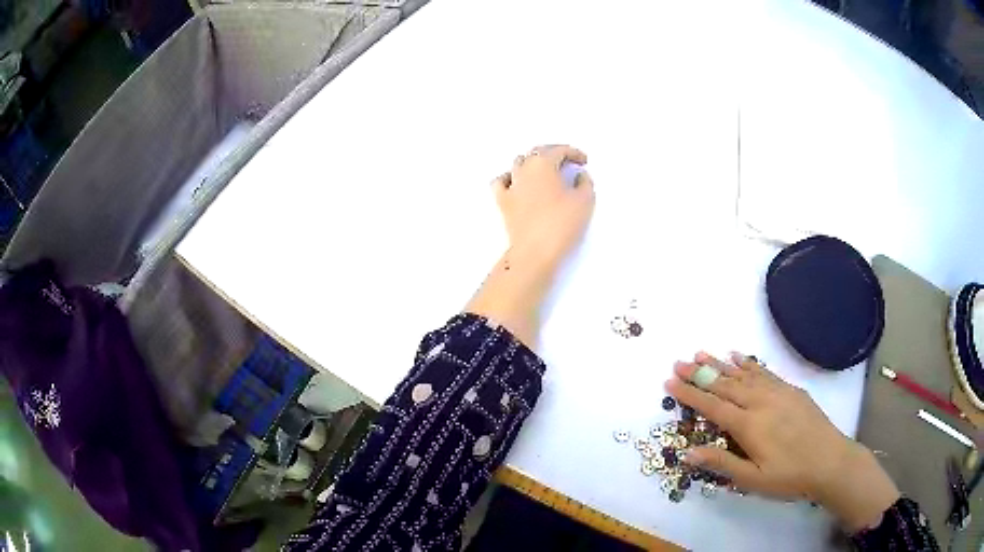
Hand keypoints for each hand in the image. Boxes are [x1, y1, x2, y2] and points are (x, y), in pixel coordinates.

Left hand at [493, 145, 594, 264]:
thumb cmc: (562, 223)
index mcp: (543, 163)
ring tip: (547, 173)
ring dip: (534, 163)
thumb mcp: (585, 201)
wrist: (535, 251)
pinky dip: (510, 177)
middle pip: (538, 152)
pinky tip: (518, 183)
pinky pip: (502, 181)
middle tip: (568, 163)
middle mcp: (523, 169)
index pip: (559, 150)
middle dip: (554, 154)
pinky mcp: (502, 201)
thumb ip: (585, 182)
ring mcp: (510, 184)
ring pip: (519, 163)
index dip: (574, 153)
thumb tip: (579, 175)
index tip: (584, 161)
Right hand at [666, 352, 899, 531]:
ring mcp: (777, 392)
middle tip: (678, 362)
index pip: (712, 405)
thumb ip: (721, 462)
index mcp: (748, 425)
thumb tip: (688, 452)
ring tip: (701, 353)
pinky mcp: (790, 390)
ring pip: (743, 374)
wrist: (829, 461)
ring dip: (720, 364)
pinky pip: (765, 372)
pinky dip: (749, 363)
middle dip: (700, 373)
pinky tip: (739, 356)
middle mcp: (760, 402)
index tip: (670, 381)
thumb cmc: (789, 476)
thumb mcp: (752, 479)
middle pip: (725, 384)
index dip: (690, 394)